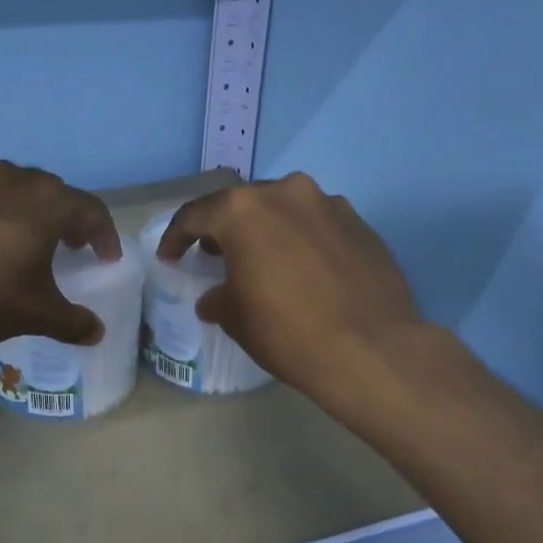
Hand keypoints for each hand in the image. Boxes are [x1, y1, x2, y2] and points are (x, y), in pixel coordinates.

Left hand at [0, 160, 123, 346]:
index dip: (104, 235)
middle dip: (66, 218)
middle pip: (52, 193)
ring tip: (22, 242)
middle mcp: (14, 181)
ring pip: (11, 191)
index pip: (91, 210)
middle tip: (69, 244)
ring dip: (25, 213)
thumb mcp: (35, 313)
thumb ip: (71, 322)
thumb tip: (96, 333)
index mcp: (48, 203)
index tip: (106, 258)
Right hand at [158, 173, 436, 410]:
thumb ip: (217, 297)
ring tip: (262, 260)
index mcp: (243, 210)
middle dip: (225, 229)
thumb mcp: (236, 318)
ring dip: (267, 230)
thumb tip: (216, 297)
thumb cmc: (288, 331)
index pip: (196, 215)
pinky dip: (302, 239)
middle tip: (215, 255)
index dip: (176, 237)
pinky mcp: (361, 223)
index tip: (170, 257)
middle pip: (242, 205)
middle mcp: (286, 193)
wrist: (373, 349)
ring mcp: (329, 204)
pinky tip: (304, 270)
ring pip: (284, 210)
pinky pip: (317, 224)